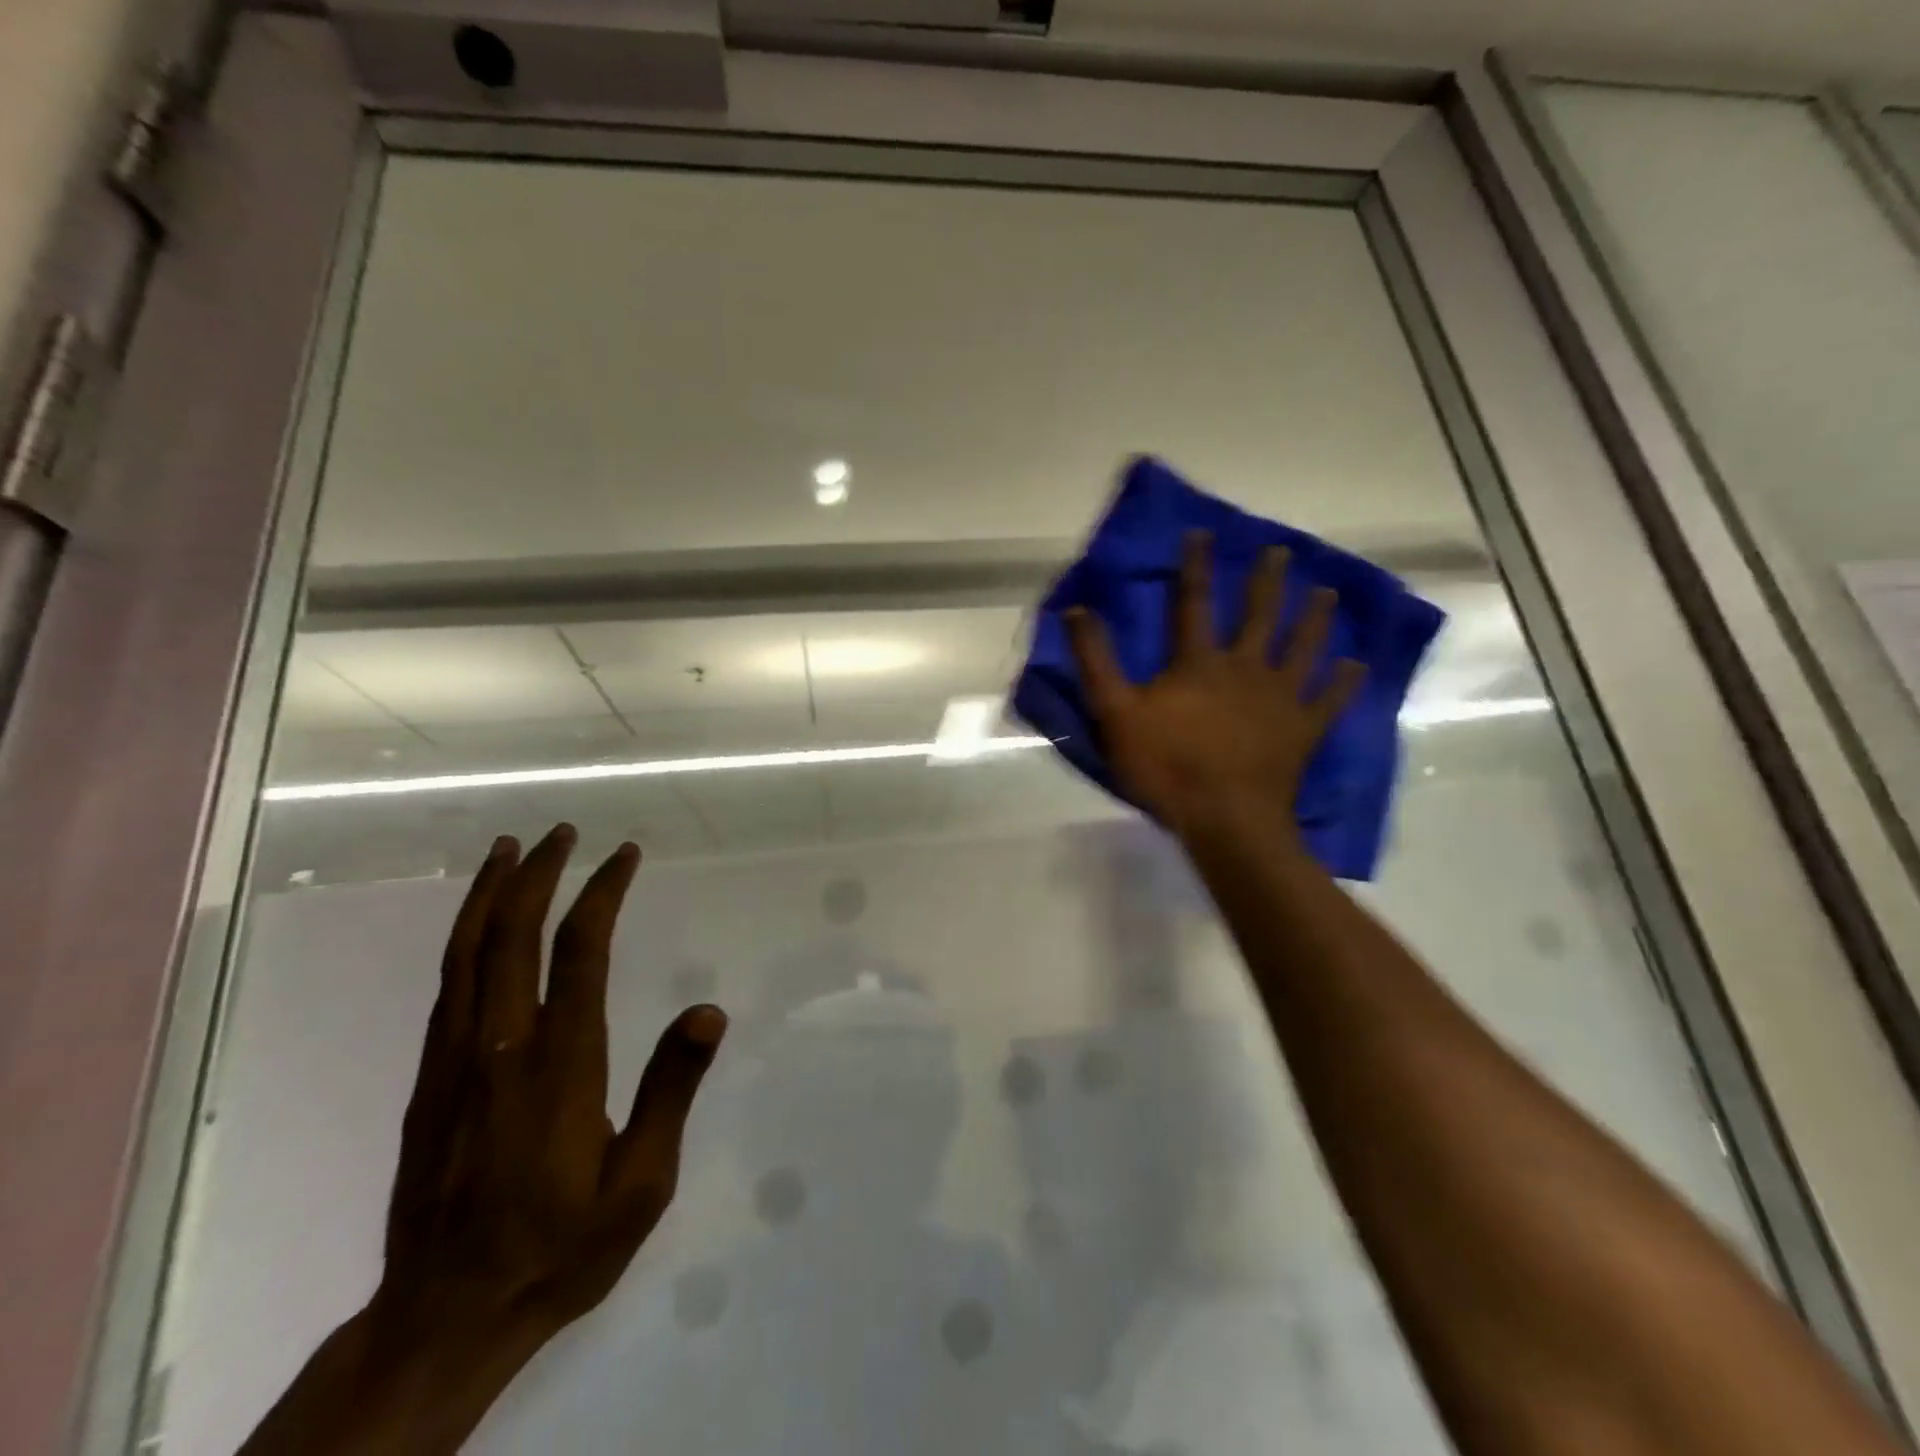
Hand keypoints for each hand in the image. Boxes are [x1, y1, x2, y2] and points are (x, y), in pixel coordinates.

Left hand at [242, 826, 726, 1455]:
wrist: (443, 1319)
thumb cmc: (560, 1247)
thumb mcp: (641, 1184)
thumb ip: (671, 1092)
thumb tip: (709, 1012)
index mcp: (559, 1065)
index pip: (579, 952)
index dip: (601, 893)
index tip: (624, 855)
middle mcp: (499, 1047)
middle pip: (510, 935)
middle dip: (538, 873)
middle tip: (563, 830)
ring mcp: (453, 1062)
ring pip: (464, 953)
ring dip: (489, 893)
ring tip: (509, 849)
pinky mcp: (428, 1082)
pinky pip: (445, 987)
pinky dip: (463, 937)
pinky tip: (477, 924)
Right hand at [1066, 533, 1363, 843]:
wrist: (1225, 818)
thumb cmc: (1166, 766)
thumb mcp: (1115, 714)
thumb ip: (1096, 661)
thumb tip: (1077, 610)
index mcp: (1199, 662)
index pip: (1194, 603)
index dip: (1195, 566)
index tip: (1203, 533)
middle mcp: (1245, 668)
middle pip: (1259, 615)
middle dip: (1268, 581)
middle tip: (1281, 551)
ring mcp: (1281, 698)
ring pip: (1302, 647)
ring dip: (1314, 619)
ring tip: (1327, 593)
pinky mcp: (1303, 729)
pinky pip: (1329, 701)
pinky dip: (1343, 683)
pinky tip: (1355, 666)